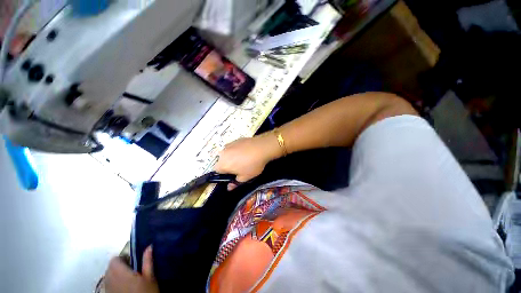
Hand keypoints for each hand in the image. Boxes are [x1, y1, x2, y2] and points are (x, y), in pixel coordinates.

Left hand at [105, 246, 158, 292]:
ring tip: (128, 278)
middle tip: (132, 269)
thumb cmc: (146, 292)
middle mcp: (110, 279)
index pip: (114, 260)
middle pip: (110, 267)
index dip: (122, 258)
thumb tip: (149, 246)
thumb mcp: (150, 276)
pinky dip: (114, 282)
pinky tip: (124, 287)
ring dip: (116, 274)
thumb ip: (148, 261)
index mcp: (120, 273)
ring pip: (108, 276)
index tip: (132, 261)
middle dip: (119, 266)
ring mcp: (108, 289)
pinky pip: (108, 284)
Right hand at [215, 133, 281, 189]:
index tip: (232, 174)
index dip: (223, 173)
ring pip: (226, 153)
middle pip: (221, 161)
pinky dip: (236, 150)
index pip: (216, 171)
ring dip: (231, 157)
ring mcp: (228, 145)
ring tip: (243, 158)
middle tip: (239, 167)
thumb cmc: (252, 165)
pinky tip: (245, 151)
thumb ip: (235, 183)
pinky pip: (232, 147)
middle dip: (227, 164)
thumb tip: (229, 187)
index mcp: (222, 164)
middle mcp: (222, 153)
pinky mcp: (235, 140)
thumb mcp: (245, 177)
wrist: (261, 147)